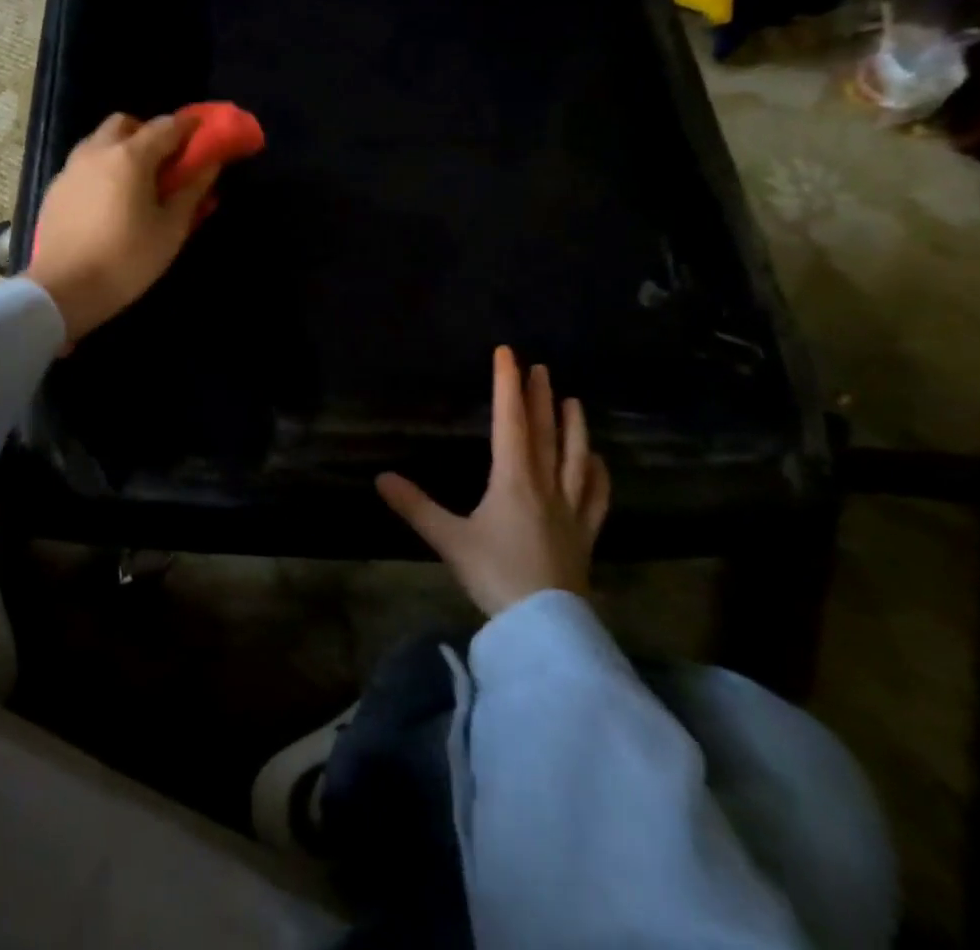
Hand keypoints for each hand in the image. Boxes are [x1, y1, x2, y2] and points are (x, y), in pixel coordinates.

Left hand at [26, 112, 218, 344]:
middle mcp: (97, 151)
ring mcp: (71, 168)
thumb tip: (210, 164)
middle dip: (148, 133)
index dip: (189, 127)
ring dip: (122, 148)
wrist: (63, 290)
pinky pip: (84, 164)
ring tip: (137, 182)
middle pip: (126, 123)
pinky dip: (102, 168)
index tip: (204, 134)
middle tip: (165, 161)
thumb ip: (192, 190)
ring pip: (100, 141)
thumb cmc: (127, 260)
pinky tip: (109, 200)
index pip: (166, 126)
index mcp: (130, 156)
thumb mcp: (170, 229)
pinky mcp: (55, 189)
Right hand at [377, 348, 609, 615]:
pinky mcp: (585, 534)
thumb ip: (415, 507)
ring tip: (573, 401)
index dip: (507, 385)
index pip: (510, 421)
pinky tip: (599, 461)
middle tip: (540, 368)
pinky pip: (596, 496)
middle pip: (545, 432)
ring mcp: (570, 509)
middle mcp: (545, 484)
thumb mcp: (449, 540)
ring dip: (574, 426)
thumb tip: (380, 478)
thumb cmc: (495, 575)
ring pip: (575, 457)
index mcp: (513, 479)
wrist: (546, 626)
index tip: (507, 353)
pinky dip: (599, 474)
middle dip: (539, 397)